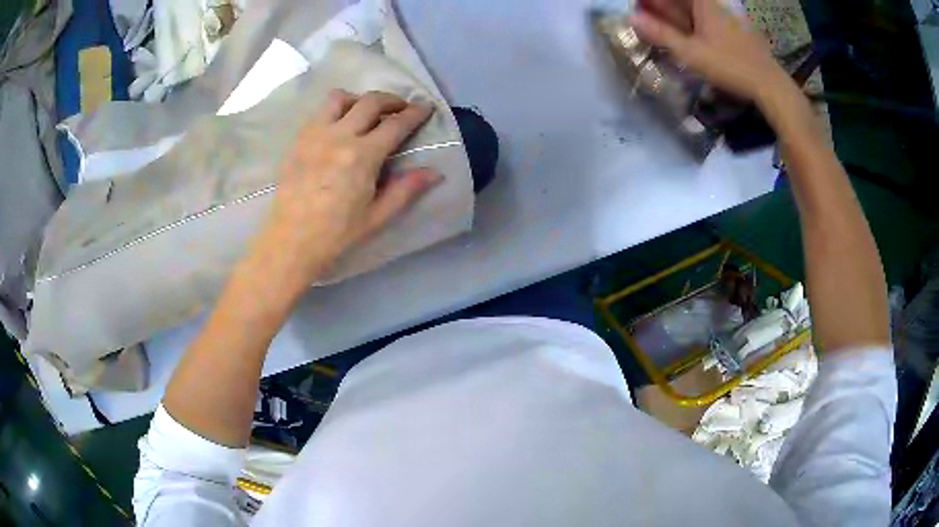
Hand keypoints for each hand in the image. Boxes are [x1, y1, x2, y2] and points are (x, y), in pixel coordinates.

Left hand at [250, 90, 440, 286]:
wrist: (291, 240)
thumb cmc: (337, 233)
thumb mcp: (377, 216)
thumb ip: (406, 189)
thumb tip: (435, 172)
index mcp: (362, 156)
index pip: (396, 124)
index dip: (415, 113)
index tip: (426, 107)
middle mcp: (339, 136)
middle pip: (370, 102)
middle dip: (392, 100)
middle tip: (401, 108)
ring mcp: (314, 135)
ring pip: (340, 98)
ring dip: (359, 99)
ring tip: (365, 112)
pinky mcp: (298, 140)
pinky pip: (318, 112)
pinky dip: (335, 110)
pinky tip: (339, 126)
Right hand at [630, 0, 794, 104]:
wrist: (770, 85)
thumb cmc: (731, 66)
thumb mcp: (691, 53)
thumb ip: (661, 34)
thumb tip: (632, 18)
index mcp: (704, 3)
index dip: (652, 2)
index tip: (638, 8)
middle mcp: (715, 5)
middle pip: (683, 2)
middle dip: (661, 7)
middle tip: (644, 17)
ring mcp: (726, 17)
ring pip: (694, 10)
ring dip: (674, 15)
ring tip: (659, 26)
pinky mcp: (735, 31)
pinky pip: (706, 19)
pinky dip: (691, 23)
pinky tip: (685, 34)